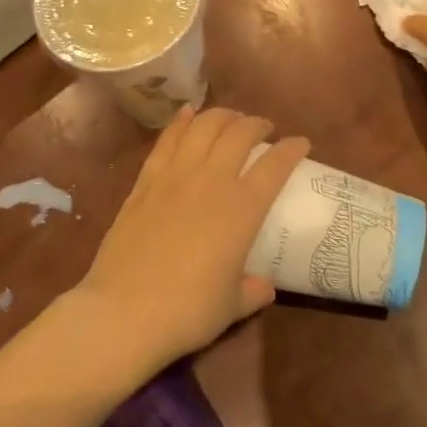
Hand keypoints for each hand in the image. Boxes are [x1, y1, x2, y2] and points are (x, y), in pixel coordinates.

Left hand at [77, 107, 310, 365]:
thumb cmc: (188, 312)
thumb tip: (265, 286)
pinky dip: (181, 122)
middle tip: (263, 128)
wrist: (125, 311)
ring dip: (222, 116)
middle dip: (256, 124)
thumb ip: (252, 291)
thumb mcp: (231, 307)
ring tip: (231, 118)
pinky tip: (187, 114)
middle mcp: (211, 181)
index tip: (301, 143)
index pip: (275, 166)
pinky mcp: (145, 182)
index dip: (292, 149)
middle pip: (239, 134)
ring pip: (203, 127)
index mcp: (242, 210)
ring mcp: (175, 177)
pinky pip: (167, 140)